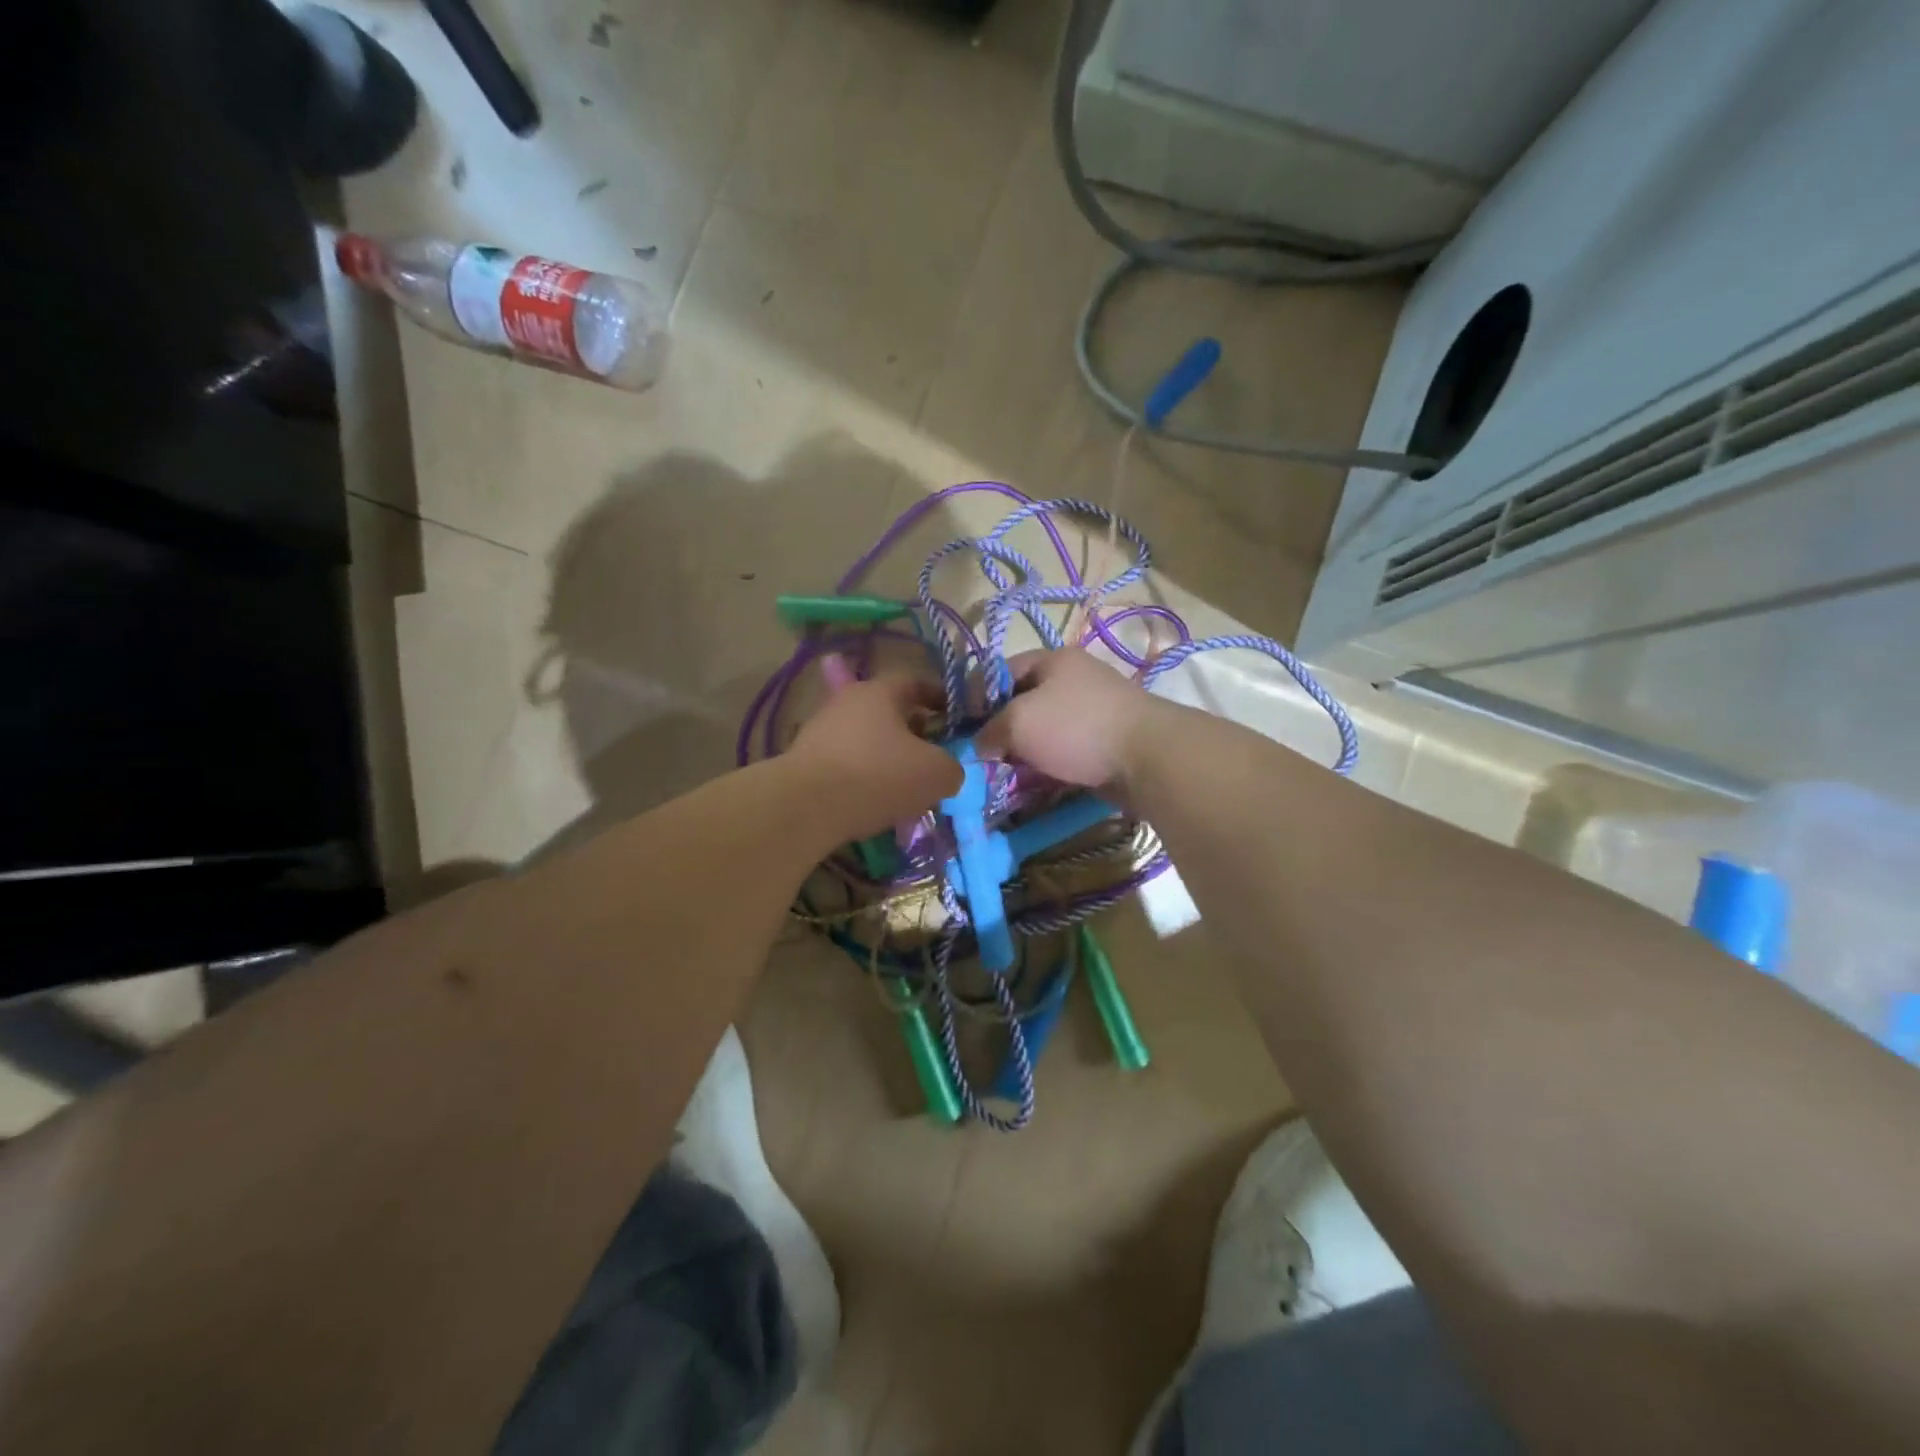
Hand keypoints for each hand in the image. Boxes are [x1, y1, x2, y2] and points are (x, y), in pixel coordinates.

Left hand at [787, 672, 961, 836]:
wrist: (805, 806)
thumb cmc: (878, 775)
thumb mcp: (936, 773)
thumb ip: (951, 767)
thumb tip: (947, 771)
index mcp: (880, 692)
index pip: (915, 682)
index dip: (939, 697)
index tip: (954, 716)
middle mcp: (847, 702)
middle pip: (889, 713)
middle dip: (913, 734)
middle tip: (932, 759)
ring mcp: (821, 731)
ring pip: (867, 741)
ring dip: (888, 760)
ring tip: (905, 790)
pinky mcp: (805, 762)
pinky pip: (846, 766)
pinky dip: (863, 780)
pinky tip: (875, 806)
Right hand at [972, 648, 1162, 793]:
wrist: (1146, 758)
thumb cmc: (1076, 727)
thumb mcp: (1018, 722)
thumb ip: (989, 731)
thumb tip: (980, 746)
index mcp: (1052, 660)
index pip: (1000, 670)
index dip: (976, 695)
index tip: (960, 725)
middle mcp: (1073, 679)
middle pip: (1023, 701)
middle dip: (1000, 728)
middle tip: (981, 754)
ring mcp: (1092, 710)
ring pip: (1043, 729)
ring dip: (1024, 751)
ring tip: (1003, 772)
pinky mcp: (1104, 741)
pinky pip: (1064, 750)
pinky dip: (1047, 764)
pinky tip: (1033, 781)